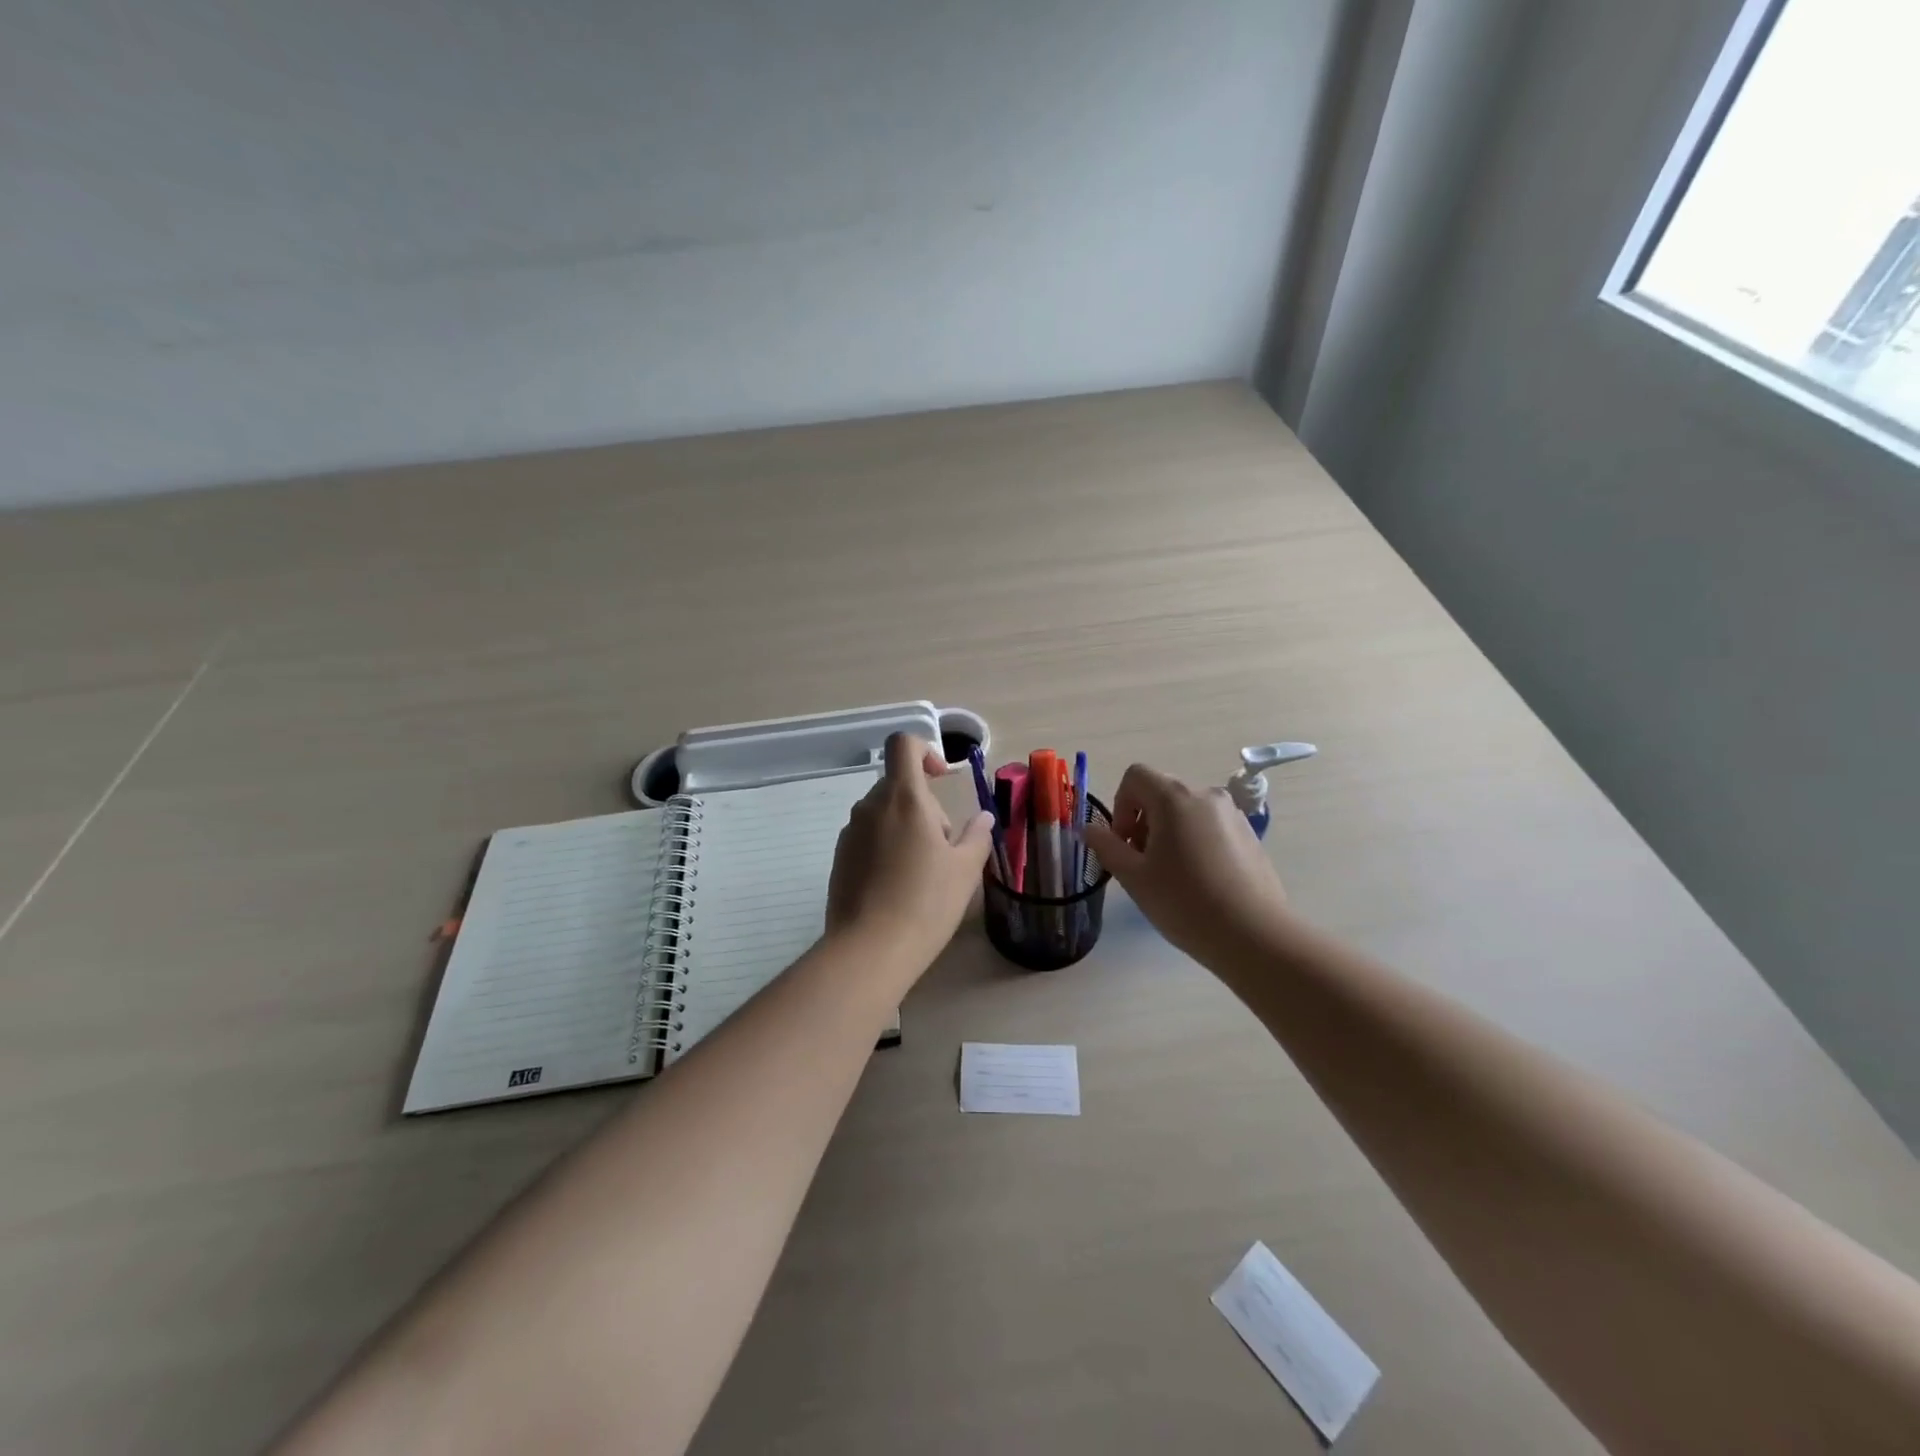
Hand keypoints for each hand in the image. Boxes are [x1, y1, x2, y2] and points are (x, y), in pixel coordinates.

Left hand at [826, 733, 994, 970]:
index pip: (904, 745)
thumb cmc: (926, 903)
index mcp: (904, 798)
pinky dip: (886, 848)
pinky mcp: (839, 858)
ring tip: (923, 872)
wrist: (869, 950)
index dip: (925, 751)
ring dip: (906, 828)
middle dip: (925, 805)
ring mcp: (850, 833)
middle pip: (899, 785)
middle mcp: (871, 807)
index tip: (942, 778)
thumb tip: (984, 818)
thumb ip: (977, 836)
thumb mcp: (965, 870)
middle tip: (945, 847)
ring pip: (884, 813)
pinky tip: (899, 887)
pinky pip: (868, 838)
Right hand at [1083, 763, 1292, 962]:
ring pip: (1186, 810)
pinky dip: (1194, 841)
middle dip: (1142, 821)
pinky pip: (1209, 825)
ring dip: (1168, 832)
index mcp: (1174, 798)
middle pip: (1161, 792)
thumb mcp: (1134, 877)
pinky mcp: (1249, 835)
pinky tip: (1198, 880)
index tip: (1124, 843)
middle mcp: (1205, 795)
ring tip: (1170, 875)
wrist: (1254, 935)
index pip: (1135, 776)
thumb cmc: (1185, 902)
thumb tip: (1088, 828)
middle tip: (1142, 863)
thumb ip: (1106, 846)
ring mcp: (1232, 814)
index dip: (1120, 805)